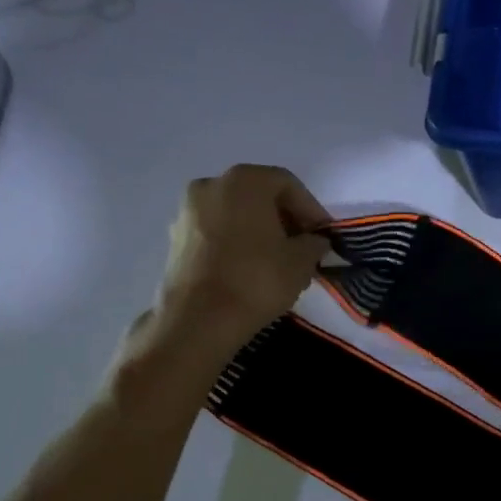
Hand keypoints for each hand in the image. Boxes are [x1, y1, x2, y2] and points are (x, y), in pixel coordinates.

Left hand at [142, 164, 330, 372]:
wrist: (199, 319)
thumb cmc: (257, 279)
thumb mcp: (302, 260)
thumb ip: (315, 242)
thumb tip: (314, 241)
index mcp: (244, 181)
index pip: (288, 185)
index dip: (312, 210)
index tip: (324, 236)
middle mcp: (211, 184)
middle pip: (259, 195)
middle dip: (285, 219)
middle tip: (304, 247)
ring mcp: (188, 211)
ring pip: (236, 214)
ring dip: (261, 231)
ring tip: (279, 260)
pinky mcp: (176, 238)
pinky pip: (217, 231)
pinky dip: (237, 242)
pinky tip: (251, 268)